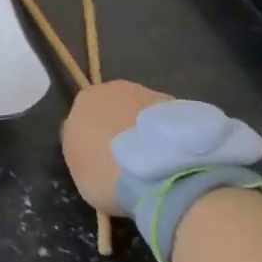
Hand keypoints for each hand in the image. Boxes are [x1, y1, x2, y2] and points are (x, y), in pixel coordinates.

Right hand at [61, 80, 172, 214]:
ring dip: (146, 134)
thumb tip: (91, 149)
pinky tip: (173, 163)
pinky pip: (169, 126)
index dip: (91, 141)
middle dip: (118, 131)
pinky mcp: (183, 109)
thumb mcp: (77, 170)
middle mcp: (116, 88)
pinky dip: (169, 140)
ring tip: (154, 166)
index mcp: (85, 99)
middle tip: (126, 163)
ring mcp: (152, 95)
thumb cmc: (106, 173)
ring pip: (143, 116)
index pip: (82, 118)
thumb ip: (81, 152)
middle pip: (114, 110)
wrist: (160, 173)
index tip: (100, 163)